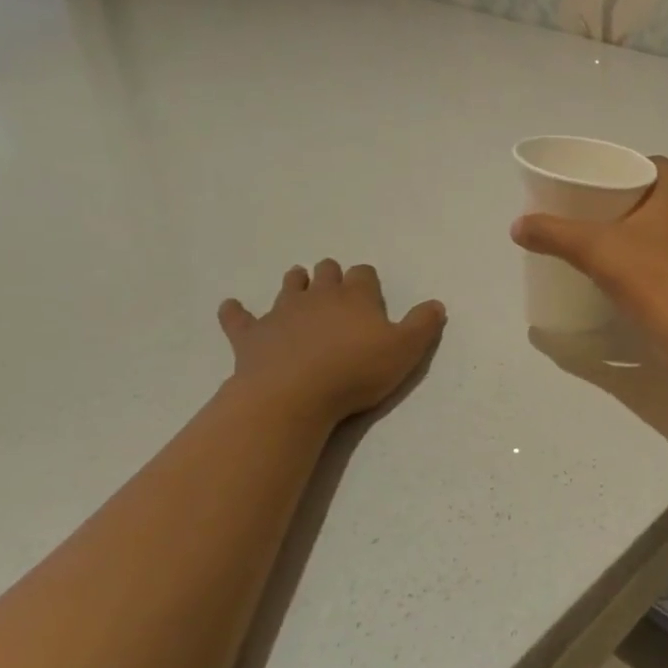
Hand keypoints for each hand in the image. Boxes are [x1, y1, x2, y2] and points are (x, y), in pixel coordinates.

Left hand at [218, 261, 445, 427]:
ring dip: (295, 283)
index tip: (369, 289)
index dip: (367, 279)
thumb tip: (436, 304)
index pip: (363, 274)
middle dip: (330, 274)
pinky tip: (231, 307)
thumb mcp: (405, 350)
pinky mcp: (251, 335)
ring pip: (289, 286)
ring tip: (298, 283)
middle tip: (334, 283)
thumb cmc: (355, 371)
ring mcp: (282, 312)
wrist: (293, 395)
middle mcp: (319, 296)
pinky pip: (239, 317)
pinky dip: (235, 312)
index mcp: (356, 296)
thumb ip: (423, 325)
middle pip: (325, 272)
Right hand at [511, 157, 667, 317]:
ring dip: (649, 236)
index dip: (636, 167)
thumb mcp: (591, 249)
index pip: (661, 166)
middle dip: (636, 204)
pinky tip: (637, 281)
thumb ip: (554, 234)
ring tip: (616, 248)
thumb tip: (518, 226)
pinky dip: (660, 266)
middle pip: (665, 200)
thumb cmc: (647, 275)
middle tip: (602, 215)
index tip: (610, 180)